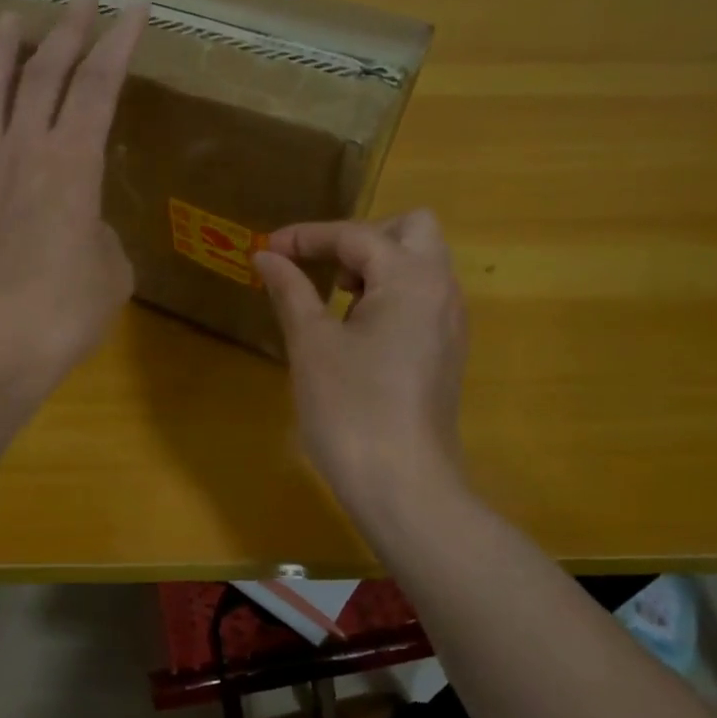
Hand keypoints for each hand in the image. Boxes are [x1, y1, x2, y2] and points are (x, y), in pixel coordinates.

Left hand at [0, 0, 148, 401]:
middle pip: (45, 75)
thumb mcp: (111, 270)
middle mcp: (25, 151)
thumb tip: (81, 224)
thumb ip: (101, 233)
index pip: (99, 85)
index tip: (133, 6)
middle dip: (67, 30)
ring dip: (3, 53)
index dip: (119, 42)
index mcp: (73, 163)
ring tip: (11, 21)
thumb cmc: (65, 312)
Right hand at [254, 211, 470, 531]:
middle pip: (411, 230)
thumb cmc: (350, 408)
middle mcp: (441, 291)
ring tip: (334, 299)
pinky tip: (355, 329)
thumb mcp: (311, 344)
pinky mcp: (445, 352)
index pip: (357, 235)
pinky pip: (421, 298)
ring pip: (420, 264)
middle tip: (322, 268)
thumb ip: (290, 290)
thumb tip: (266, 256)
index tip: (267, 248)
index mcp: (411, 279)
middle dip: (361, 237)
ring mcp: (449, 323)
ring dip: (376, 265)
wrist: (403, 486)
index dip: (307, 236)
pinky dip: (388, 294)